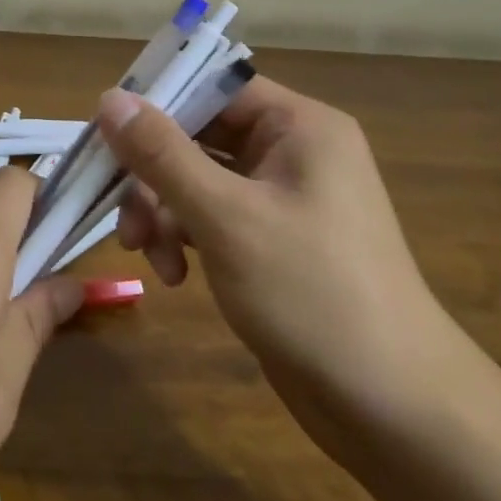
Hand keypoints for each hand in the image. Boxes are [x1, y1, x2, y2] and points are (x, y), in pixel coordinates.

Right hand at [97, 77, 467, 456]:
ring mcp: (282, 199)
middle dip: (154, 176)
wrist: (395, 412)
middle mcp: (292, 152)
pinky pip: (212, 217)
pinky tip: (173, 275)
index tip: (105, 136)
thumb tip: (109, 97)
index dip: (156, 105)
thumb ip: (162, 154)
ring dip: (163, 212)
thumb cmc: (312, 293)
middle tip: (122, 215)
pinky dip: (185, 238)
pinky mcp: (272, 242)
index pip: (212, 88)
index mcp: (298, 126)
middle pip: (198, 136)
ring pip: (198, 180)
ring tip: (146, 254)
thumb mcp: (225, 216)